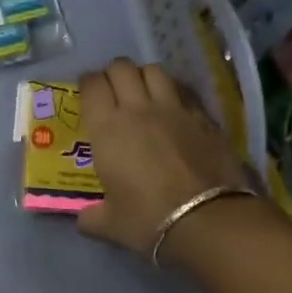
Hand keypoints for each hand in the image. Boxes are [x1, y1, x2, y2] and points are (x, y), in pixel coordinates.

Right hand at [76, 58, 251, 256]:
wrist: (208, 219)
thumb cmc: (148, 219)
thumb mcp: (109, 224)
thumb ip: (91, 217)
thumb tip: (84, 219)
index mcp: (107, 129)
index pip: (92, 85)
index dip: (87, 83)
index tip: (86, 92)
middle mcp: (138, 109)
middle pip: (122, 68)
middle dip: (113, 74)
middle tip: (111, 91)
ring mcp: (174, 109)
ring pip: (154, 70)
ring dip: (143, 76)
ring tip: (142, 92)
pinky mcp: (203, 116)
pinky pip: (183, 89)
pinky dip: (172, 90)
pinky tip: (172, 106)